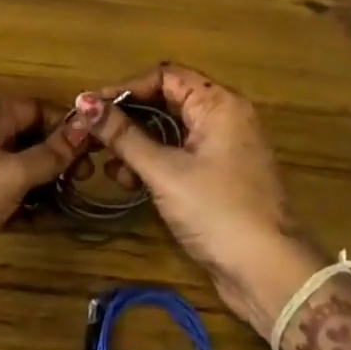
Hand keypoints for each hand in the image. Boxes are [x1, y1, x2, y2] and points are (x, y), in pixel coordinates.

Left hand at [0, 94, 86, 301]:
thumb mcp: (12, 172)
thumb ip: (51, 154)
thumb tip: (86, 128)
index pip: (37, 109)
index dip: (67, 128)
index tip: (95, 152)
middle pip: (30, 139)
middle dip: (58, 159)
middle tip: (85, 182)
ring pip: (21, 170)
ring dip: (45, 186)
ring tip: (72, 203)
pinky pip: (8, 197)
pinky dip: (27, 206)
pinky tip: (49, 221)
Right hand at [75, 66, 324, 338]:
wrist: (267, 272)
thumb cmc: (216, 210)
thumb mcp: (164, 171)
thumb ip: (123, 135)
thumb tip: (83, 102)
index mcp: (218, 103)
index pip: (164, 77)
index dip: (124, 89)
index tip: (90, 107)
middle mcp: (224, 117)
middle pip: (165, 102)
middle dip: (127, 119)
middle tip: (91, 135)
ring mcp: (223, 147)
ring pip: (169, 131)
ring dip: (136, 144)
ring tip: (108, 166)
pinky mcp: (219, 176)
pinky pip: (178, 154)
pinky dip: (152, 163)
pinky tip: (128, 181)